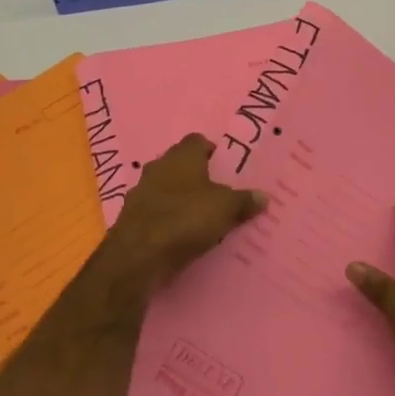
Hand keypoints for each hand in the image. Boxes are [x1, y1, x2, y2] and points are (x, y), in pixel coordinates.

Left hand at [101, 134, 266, 297]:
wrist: (138, 254)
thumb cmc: (186, 218)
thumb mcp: (225, 209)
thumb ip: (244, 201)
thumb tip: (264, 196)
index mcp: (182, 156)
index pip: (197, 141)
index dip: (211, 150)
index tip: (224, 165)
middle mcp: (158, 167)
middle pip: (179, 164)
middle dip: (195, 175)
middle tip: (216, 192)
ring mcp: (140, 192)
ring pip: (164, 188)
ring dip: (178, 198)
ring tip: (198, 215)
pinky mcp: (131, 218)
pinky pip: (154, 212)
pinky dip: (165, 219)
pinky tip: (178, 234)